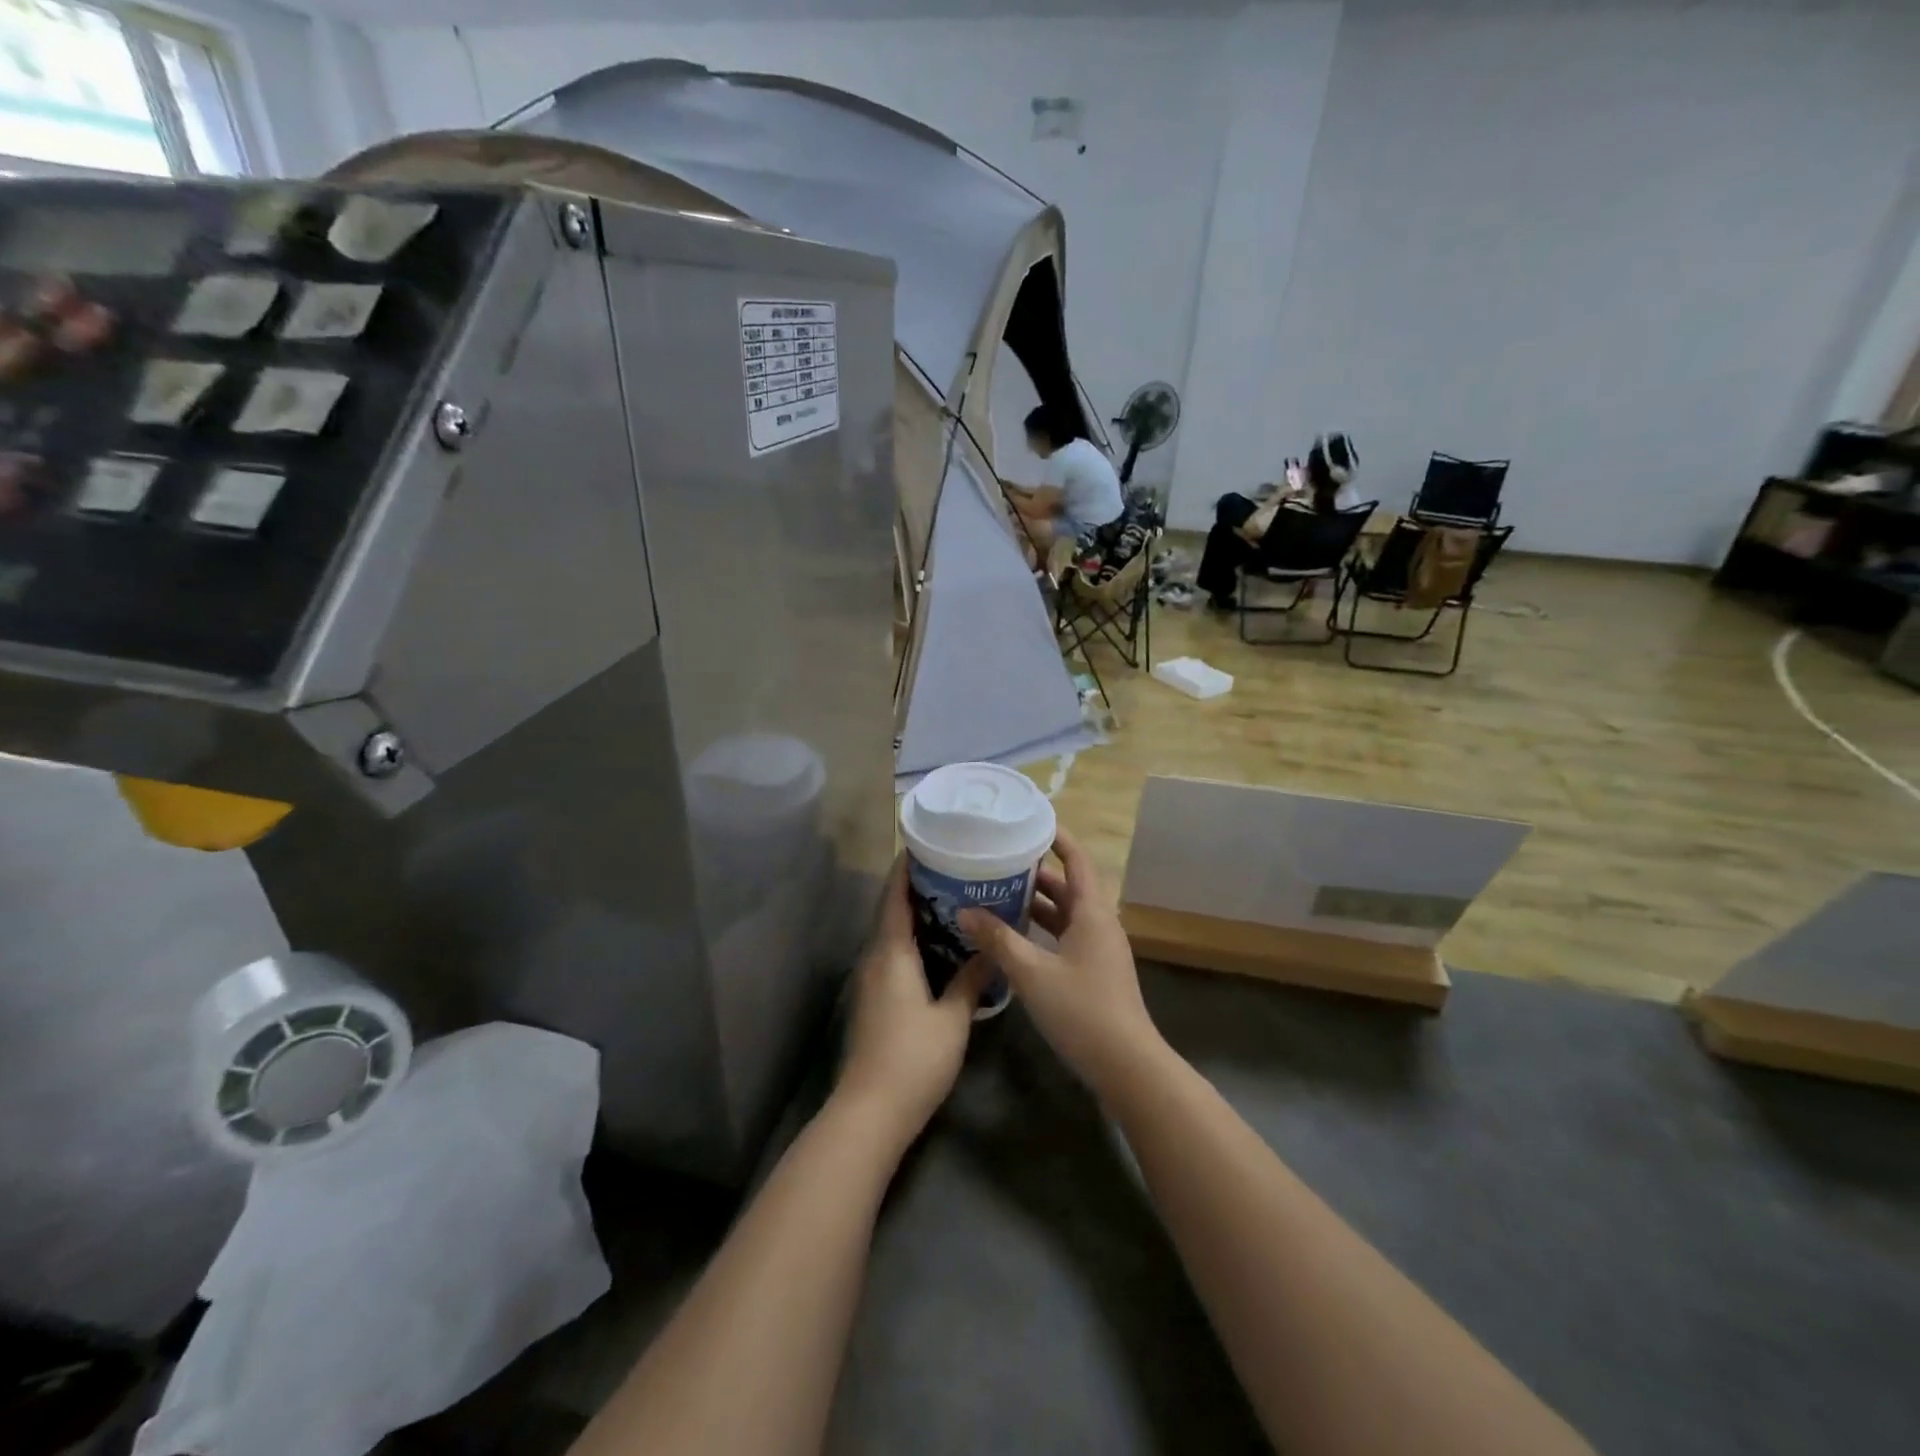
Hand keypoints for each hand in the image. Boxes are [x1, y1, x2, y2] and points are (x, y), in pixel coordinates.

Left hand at [836, 855, 990, 1148]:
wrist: (871, 1111)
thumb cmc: (914, 1058)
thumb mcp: (952, 1018)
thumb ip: (971, 980)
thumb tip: (990, 949)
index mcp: (892, 953)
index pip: (895, 897)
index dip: (906, 868)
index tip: (924, 843)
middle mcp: (876, 958)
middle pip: (891, 911)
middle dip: (916, 887)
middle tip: (951, 867)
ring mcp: (871, 980)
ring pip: (892, 934)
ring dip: (915, 914)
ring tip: (951, 899)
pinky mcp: (874, 999)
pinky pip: (893, 954)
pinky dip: (913, 939)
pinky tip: (940, 946)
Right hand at [957, 828, 1164, 1098]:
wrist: (1126, 1065)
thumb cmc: (1082, 1010)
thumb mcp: (1032, 973)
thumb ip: (998, 940)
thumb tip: (965, 911)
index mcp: (1092, 913)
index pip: (1077, 861)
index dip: (1058, 838)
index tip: (1031, 821)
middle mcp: (1099, 924)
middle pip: (1068, 887)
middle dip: (1036, 872)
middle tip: (999, 860)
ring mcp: (1098, 950)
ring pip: (1065, 914)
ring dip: (1037, 903)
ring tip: (998, 892)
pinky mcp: (1094, 972)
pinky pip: (1065, 937)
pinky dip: (1041, 930)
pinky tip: (1014, 937)